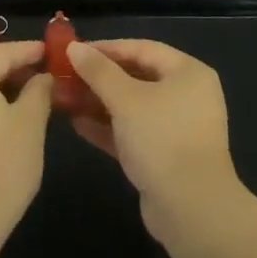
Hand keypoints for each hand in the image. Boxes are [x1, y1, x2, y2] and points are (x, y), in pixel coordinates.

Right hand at [63, 39, 243, 246]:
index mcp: (188, 73)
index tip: (73, 50)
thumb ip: (99, 71)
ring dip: (99, 102)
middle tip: (65, 76)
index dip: (106, 48)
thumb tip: (74, 47)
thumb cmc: (161, 139)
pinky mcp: (165, 156)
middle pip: (137, 76)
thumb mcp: (126, 99)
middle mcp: (186, 95)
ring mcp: (177, 127)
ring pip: (132, 106)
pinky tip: (77, 124)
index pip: (142, 48)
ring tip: (65, 99)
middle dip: (99, 78)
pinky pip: (133, 132)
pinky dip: (108, 127)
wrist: (191, 210)